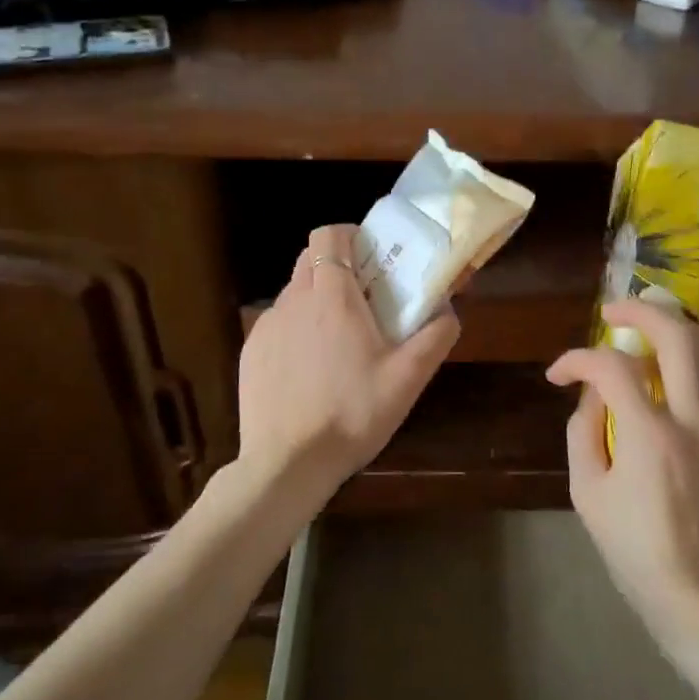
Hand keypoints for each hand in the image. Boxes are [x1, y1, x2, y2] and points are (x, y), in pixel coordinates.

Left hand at [238, 224, 460, 499]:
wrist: (287, 464)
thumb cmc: (353, 414)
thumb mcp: (409, 378)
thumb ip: (436, 335)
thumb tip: (448, 308)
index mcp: (332, 296)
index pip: (328, 236)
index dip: (349, 236)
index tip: (371, 257)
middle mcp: (293, 301)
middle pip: (309, 259)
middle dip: (336, 265)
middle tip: (365, 297)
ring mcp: (266, 327)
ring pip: (293, 293)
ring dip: (317, 300)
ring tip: (340, 341)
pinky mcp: (250, 353)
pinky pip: (278, 324)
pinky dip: (297, 330)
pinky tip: (311, 369)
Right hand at [548, 298, 698, 645]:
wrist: (694, 592)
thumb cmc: (632, 547)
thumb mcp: (587, 492)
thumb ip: (583, 431)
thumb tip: (593, 392)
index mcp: (647, 434)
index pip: (610, 367)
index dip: (577, 359)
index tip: (560, 373)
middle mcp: (693, 420)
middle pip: (676, 336)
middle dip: (639, 311)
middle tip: (615, 314)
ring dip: (696, 333)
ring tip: (670, 337)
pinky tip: (695, 377)